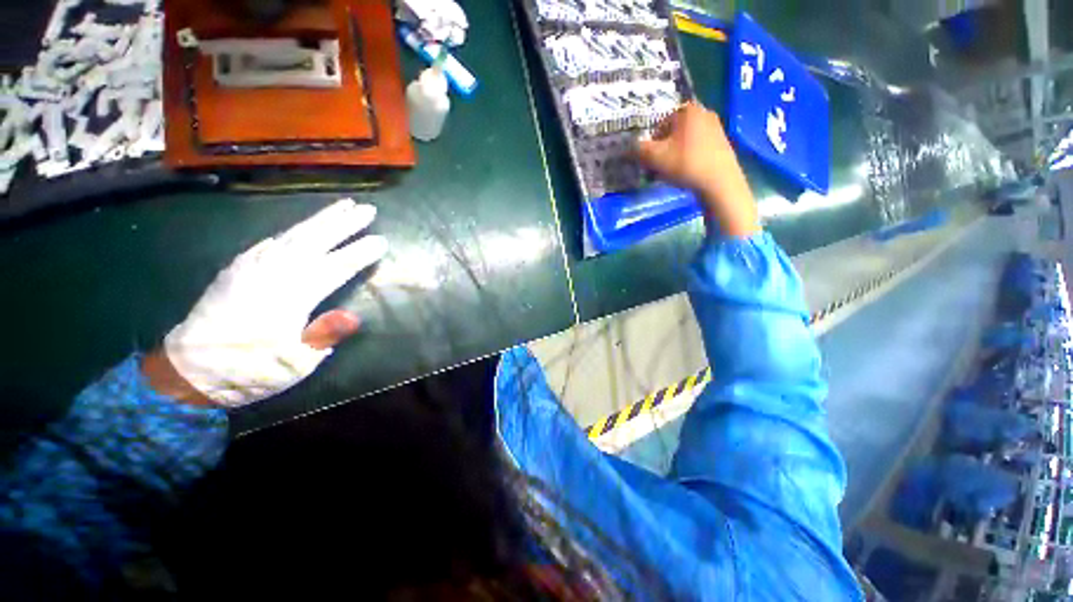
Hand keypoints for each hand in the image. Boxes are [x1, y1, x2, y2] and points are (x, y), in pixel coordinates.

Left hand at [155, 199, 387, 407]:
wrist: (187, 371)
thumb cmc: (248, 371)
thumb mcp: (293, 365)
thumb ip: (323, 336)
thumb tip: (353, 316)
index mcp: (290, 297)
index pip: (335, 267)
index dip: (359, 253)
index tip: (382, 241)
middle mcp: (272, 274)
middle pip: (315, 241)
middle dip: (344, 223)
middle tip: (368, 209)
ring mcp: (251, 267)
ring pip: (293, 235)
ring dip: (321, 219)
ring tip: (344, 206)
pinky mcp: (237, 268)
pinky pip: (270, 241)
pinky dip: (292, 230)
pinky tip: (301, 228)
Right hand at [636, 102, 759, 237]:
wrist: (719, 181)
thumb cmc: (685, 163)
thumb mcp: (655, 157)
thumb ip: (638, 149)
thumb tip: (628, 147)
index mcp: (686, 110)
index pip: (658, 124)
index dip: (650, 143)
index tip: (649, 160)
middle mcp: (703, 112)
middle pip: (672, 132)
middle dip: (662, 149)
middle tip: (657, 167)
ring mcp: (715, 127)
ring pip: (684, 141)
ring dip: (673, 155)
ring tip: (670, 172)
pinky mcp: (721, 142)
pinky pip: (696, 147)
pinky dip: (687, 158)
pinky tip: (686, 172)